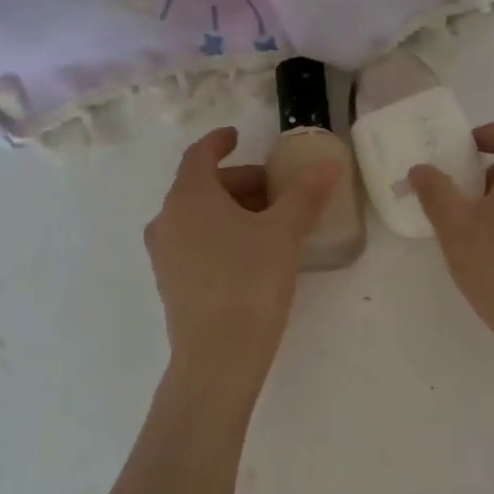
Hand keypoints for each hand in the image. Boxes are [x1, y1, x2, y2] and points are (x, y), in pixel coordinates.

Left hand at [144, 127, 339, 381]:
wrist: (218, 355)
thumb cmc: (250, 281)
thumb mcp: (284, 233)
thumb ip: (305, 195)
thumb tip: (328, 165)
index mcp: (189, 196)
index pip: (200, 154)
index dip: (221, 142)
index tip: (239, 137)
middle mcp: (167, 219)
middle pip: (201, 185)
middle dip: (239, 182)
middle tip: (275, 190)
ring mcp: (164, 253)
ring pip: (197, 216)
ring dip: (230, 209)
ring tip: (269, 222)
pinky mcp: (170, 282)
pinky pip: (194, 241)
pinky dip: (219, 233)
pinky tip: (250, 253)